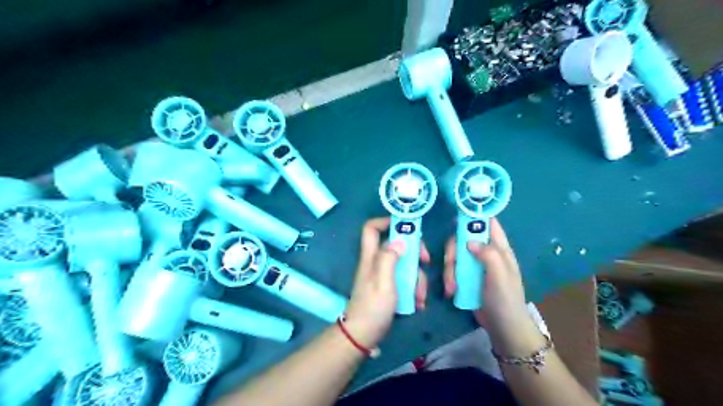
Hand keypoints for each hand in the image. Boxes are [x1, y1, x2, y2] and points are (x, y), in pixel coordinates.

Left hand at [345, 217, 427, 347]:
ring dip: (416, 278)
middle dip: (413, 252)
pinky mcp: (388, 288)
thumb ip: (389, 258)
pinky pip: (404, 280)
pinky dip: (413, 289)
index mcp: (371, 256)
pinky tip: (418, 303)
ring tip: (421, 296)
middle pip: (396, 245)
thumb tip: (399, 240)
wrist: (363, 335)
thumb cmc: (373, 307)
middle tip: (426, 261)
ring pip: (404, 265)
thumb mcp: (383, 281)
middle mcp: (376, 262)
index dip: (386, 221)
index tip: (407, 226)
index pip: (371, 228)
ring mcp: (382, 275)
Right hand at [443, 218, 538, 354]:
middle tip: (450, 265)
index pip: (489, 223)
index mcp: (500, 248)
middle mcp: (486, 252)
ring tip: (451, 287)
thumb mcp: (500, 275)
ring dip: (449, 269)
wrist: (503, 328)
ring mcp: (475, 265)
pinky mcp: (466, 277)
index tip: (457, 214)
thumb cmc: (505, 300)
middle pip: (463, 238)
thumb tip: (468, 241)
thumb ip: (488, 254)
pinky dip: (449, 277)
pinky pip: (453, 269)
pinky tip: (451, 290)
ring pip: (456, 254)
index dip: (475, 215)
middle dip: (453, 251)